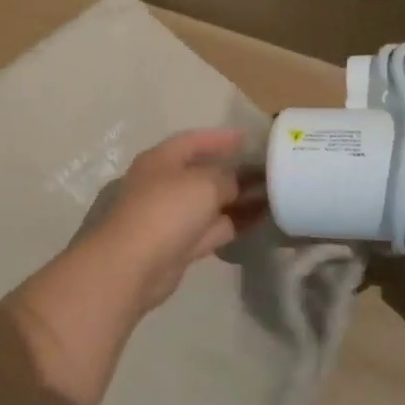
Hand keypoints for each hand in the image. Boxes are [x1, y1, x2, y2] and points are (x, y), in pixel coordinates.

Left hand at [80, 128, 267, 313]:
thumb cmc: (165, 211)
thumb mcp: (203, 184)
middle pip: (203, 171)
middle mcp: (164, 183)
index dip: (221, 138)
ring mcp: (170, 215)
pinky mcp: (178, 244)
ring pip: (209, 202)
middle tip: (268, 170)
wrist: (131, 266)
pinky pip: (211, 227)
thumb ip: (226, 177)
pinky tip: (258, 221)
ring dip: (237, 199)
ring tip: (273, 195)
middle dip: (234, 170)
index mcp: (162, 159)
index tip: (250, 139)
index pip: (194, 140)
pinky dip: (232, 223)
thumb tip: (237, 182)